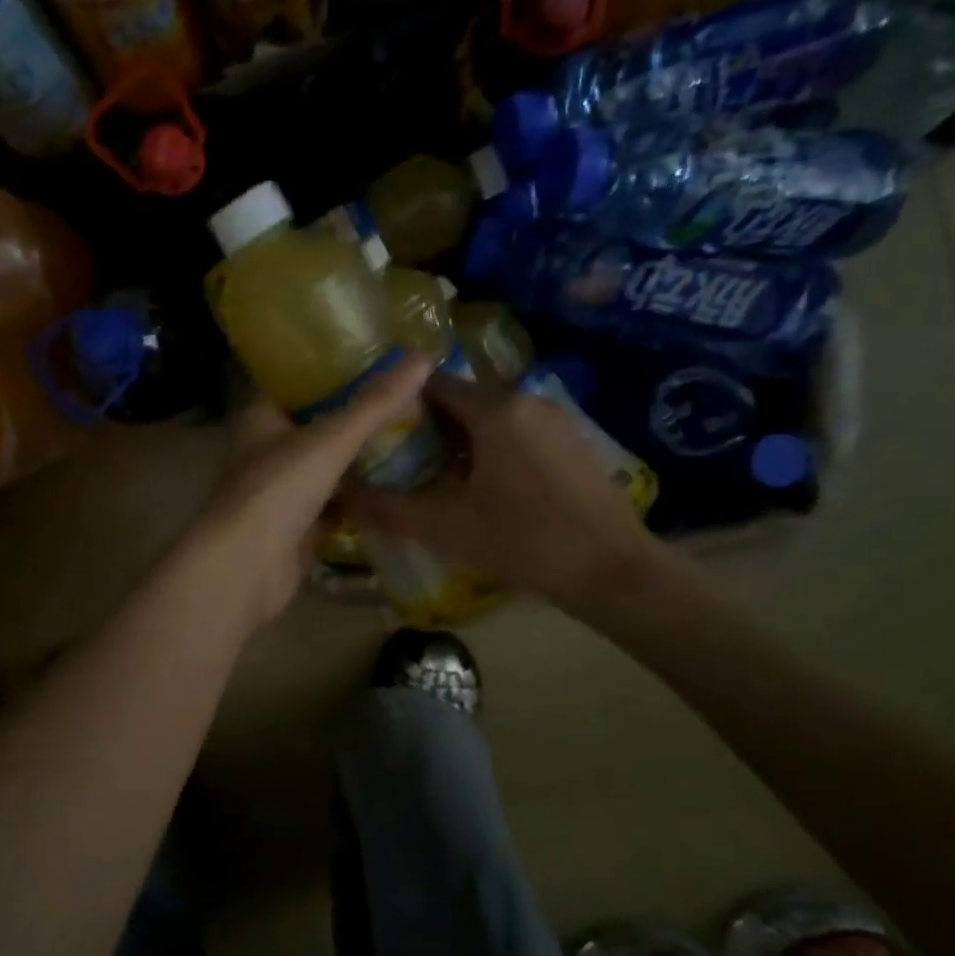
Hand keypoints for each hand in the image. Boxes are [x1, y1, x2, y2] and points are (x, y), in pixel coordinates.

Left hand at [185, 353, 434, 629]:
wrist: (247, 568)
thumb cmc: (278, 489)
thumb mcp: (330, 439)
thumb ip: (375, 403)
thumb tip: (424, 356)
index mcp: (261, 418)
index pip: (295, 381)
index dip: (330, 367)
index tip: (374, 355)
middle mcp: (267, 449)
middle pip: (316, 423)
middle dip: (354, 413)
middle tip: (405, 395)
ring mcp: (281, 490)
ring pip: (326, 465)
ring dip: (359, 455)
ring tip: (410, 432)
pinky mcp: (297, 526)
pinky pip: (335, 503)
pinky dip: (360, 496)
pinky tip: (396, 483)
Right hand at [344, 371, 670, 622]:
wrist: (612, 570)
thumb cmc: (525, 541)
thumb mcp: (447, 527)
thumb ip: (389, 508)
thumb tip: (342, 494)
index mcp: (495, 410)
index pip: (434, 385)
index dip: (402, 403)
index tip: (379, 430)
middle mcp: (527, 400)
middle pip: (464, 400)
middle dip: (431, 426)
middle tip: (402, 460)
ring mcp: (557, 420)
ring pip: (493, 417)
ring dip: (463, 440)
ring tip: (438, 478)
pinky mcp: (574, 442)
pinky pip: (520, 432)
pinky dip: (494, 448)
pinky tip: (486, 488)